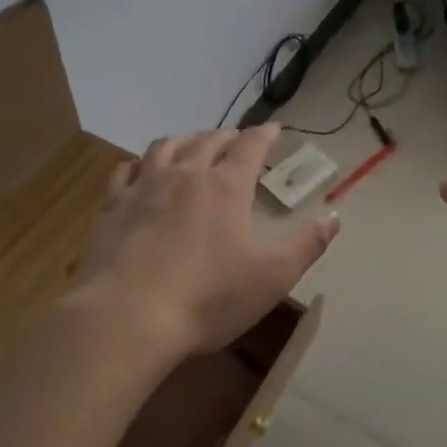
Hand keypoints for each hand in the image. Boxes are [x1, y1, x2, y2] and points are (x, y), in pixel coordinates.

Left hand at [75, 123, 338, 357]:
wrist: (127, 318)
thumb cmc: (208, 298)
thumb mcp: (272, 277)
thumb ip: (306, 245)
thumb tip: (334, 218)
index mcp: (226, 186)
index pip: (250, 146)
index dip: (264, 134)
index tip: (274, 128)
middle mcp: (186, 174)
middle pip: (208, 140)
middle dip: (226, 136)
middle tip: (236, 139)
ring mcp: (145, 187)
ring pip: (166, 146)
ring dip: (184, 140)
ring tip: (191, 146)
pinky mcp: (112, 207)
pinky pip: (127, 170)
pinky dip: (141, 163)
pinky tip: (141, 172)